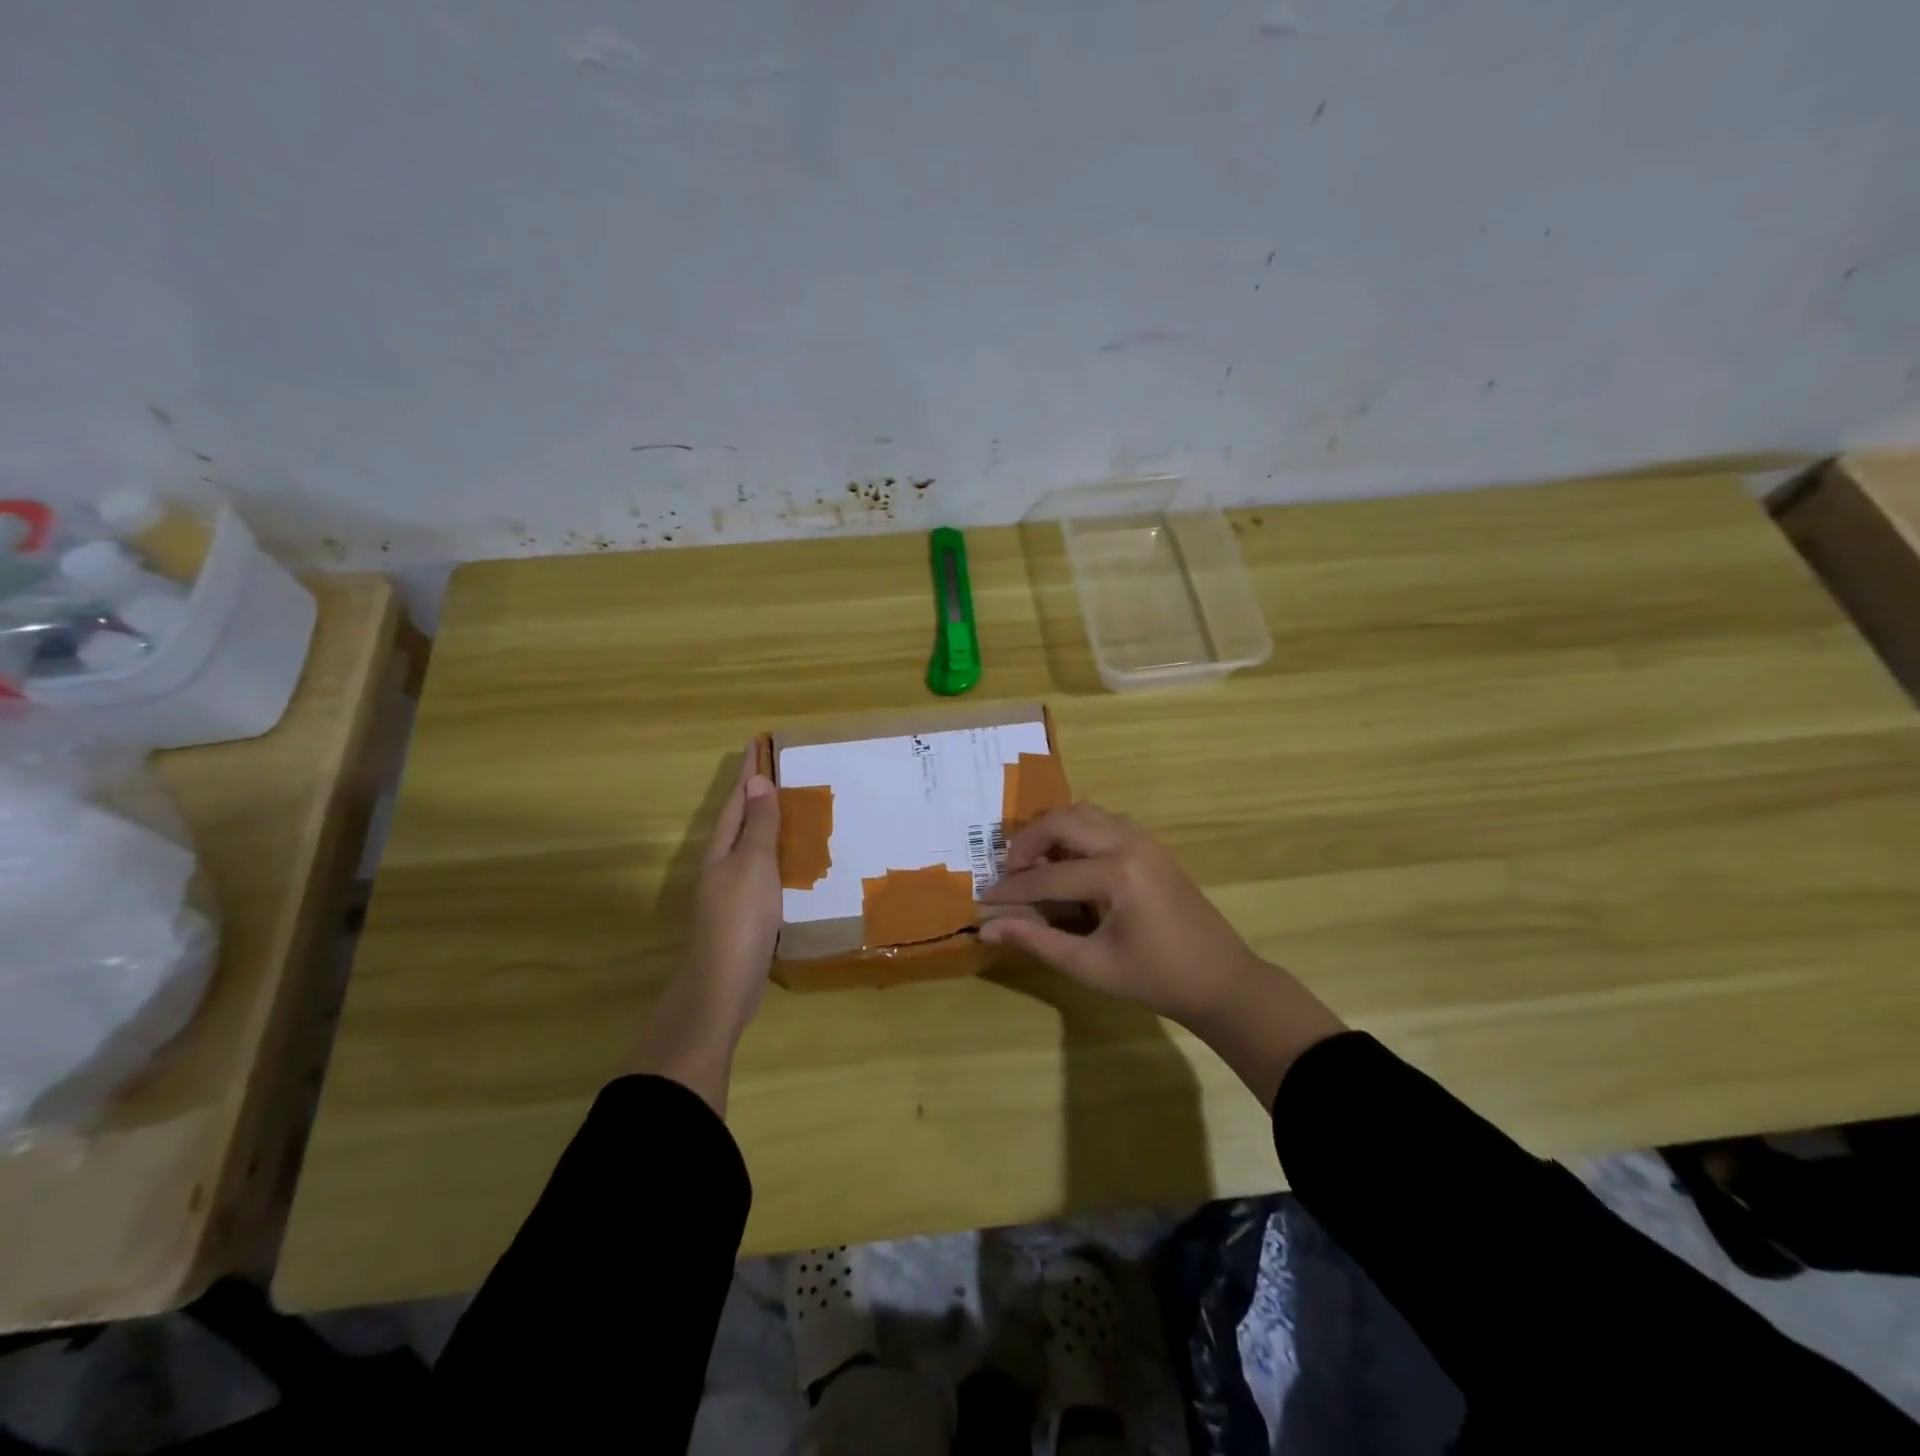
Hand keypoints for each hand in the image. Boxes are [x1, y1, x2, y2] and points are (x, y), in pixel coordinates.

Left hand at [683, 739, 782, 1033]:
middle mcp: (721, 865)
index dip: (748, 771)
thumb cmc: (739, 921)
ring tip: (791, 806)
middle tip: (779, 767)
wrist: (720, 988)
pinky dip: (776, 856)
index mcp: (721, 848)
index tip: (758, 742)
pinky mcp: (745, 915)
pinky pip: (762, 871)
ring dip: (766, 823)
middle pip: (739, 819)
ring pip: (750, 845)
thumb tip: (756, 781)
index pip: (737, 799)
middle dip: (756, 792)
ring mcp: (731, 892)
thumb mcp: (753, 866)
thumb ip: (757, 826)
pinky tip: (793, 862)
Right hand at [978, 803, 1260, 1023]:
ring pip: (1084, 812)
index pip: (1047, 875)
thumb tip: (987, 929)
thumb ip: (1036, 941)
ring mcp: (1144, 839)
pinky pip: (1105, 820)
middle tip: (1010, 871)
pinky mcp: (1152, 844)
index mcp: (1116, 875)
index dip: (1011, 890)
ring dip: (1054, 830)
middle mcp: (1129, 844)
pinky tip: (1071, 861)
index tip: (983, 900)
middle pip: (1062, 821)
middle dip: (1028, 842)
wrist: (1220, 979)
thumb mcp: (1090, 966)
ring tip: (1037, 863)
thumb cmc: (1154, 979)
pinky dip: (1079, 830)